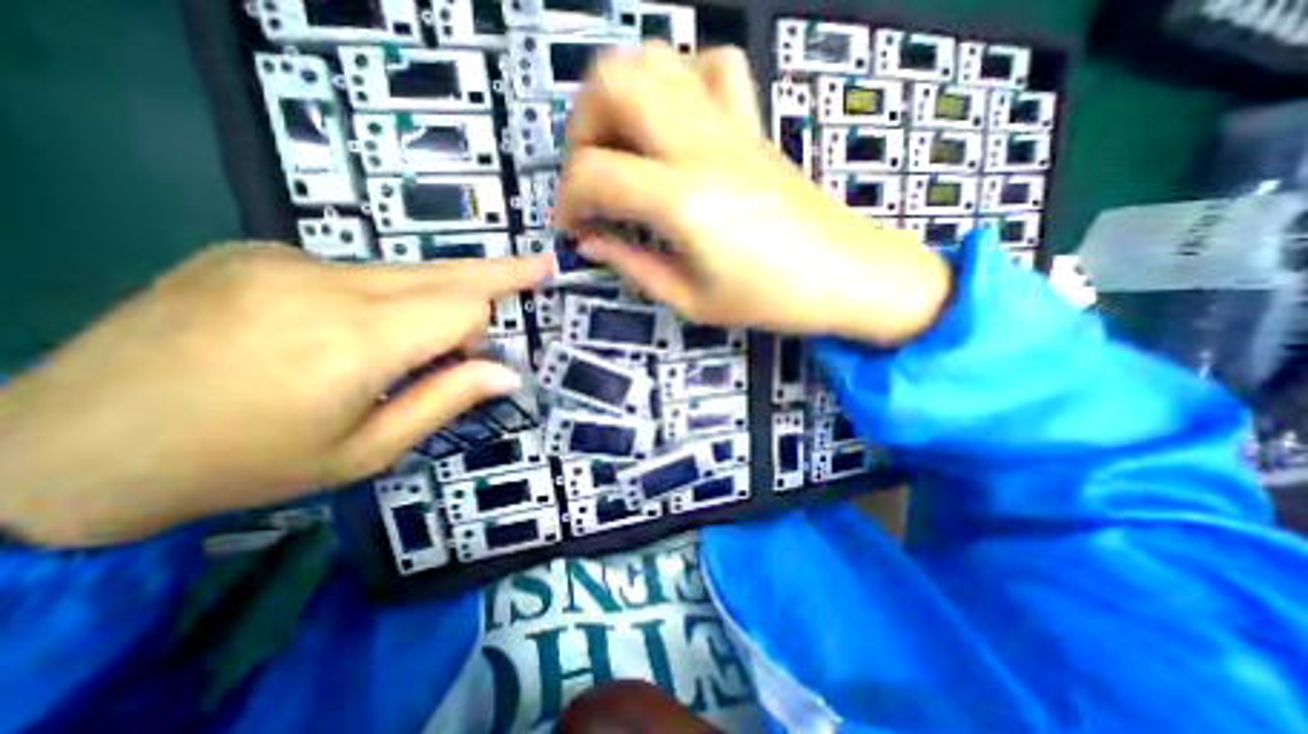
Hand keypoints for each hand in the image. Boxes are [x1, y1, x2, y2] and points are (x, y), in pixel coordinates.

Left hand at [0, 240, 548, 544]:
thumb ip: (446, 402)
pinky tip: (341, 332)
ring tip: (427, 332)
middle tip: (541, 263)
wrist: (62, 448)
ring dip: (432, 296)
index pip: (462, 306)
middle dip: (498, 271)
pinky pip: (354, 271)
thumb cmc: (244, 465)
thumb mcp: (365, 452)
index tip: (471, 363)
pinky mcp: (254, 252)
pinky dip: (377, 297)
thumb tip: (508, 373)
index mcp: (352, 341)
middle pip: (444, 270)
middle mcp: (323, 283)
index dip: (479, 332)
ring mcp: (282, 259)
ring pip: (404, 270)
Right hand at [554, 42, 951, 344]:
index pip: (593, 173)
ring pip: (654, 60)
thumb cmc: (770, 299)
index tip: (572, 227)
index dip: (566, 200)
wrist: (845, 275)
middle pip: (611, 82)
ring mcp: (729, 124)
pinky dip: (677, 83)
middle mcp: (699, 145)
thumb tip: (591, 242)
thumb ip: (633, 267)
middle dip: (581, 128)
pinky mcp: (752, 124)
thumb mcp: (692, 301)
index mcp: (682, 199)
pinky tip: (675, 125)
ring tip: (622, 148)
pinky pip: (711, 67)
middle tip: (589, 176)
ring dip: (619, 97)